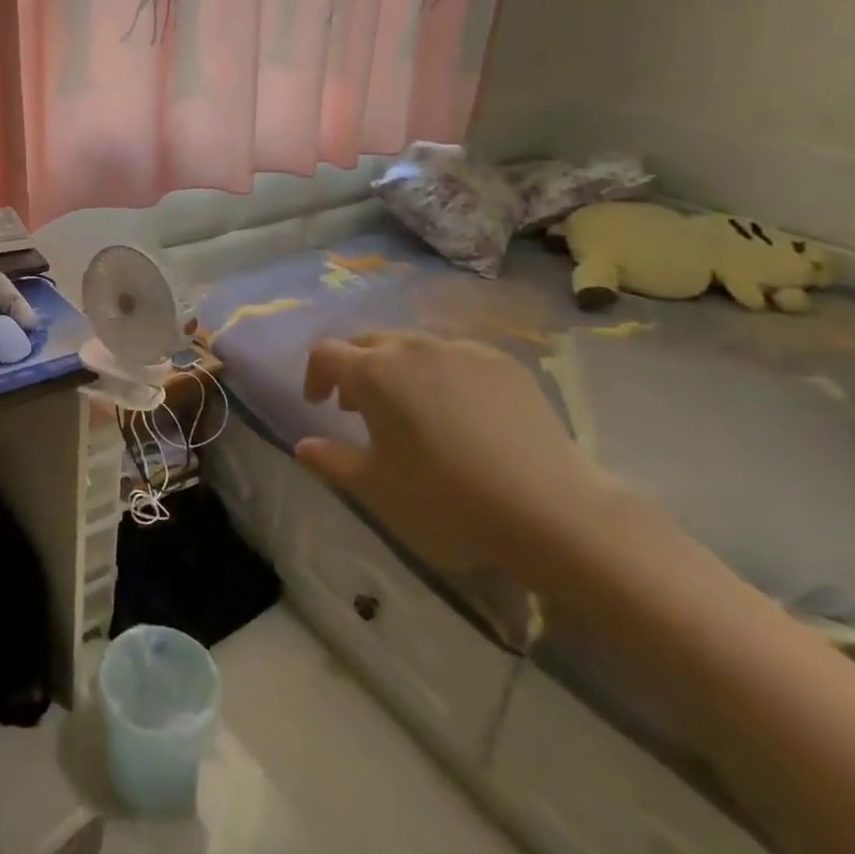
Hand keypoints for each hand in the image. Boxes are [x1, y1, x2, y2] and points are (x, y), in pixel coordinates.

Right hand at [296, 333, 607, 581]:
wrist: (551, 511)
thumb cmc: (445, 499)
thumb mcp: (375, 488)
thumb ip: (330, 461)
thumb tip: (303, 446)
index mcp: (374, 372)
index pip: (326, 353)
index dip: (314, 375)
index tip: (319, 404)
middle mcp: (414, 348)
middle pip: (368, 342)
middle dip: (354, 368)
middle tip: (357, 407)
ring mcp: (464, 351)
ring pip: (414, 346)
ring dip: (397, 369)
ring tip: (410, 409)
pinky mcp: (505, 364)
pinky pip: (456, 356)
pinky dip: (441, 373)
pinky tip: (459, 413)